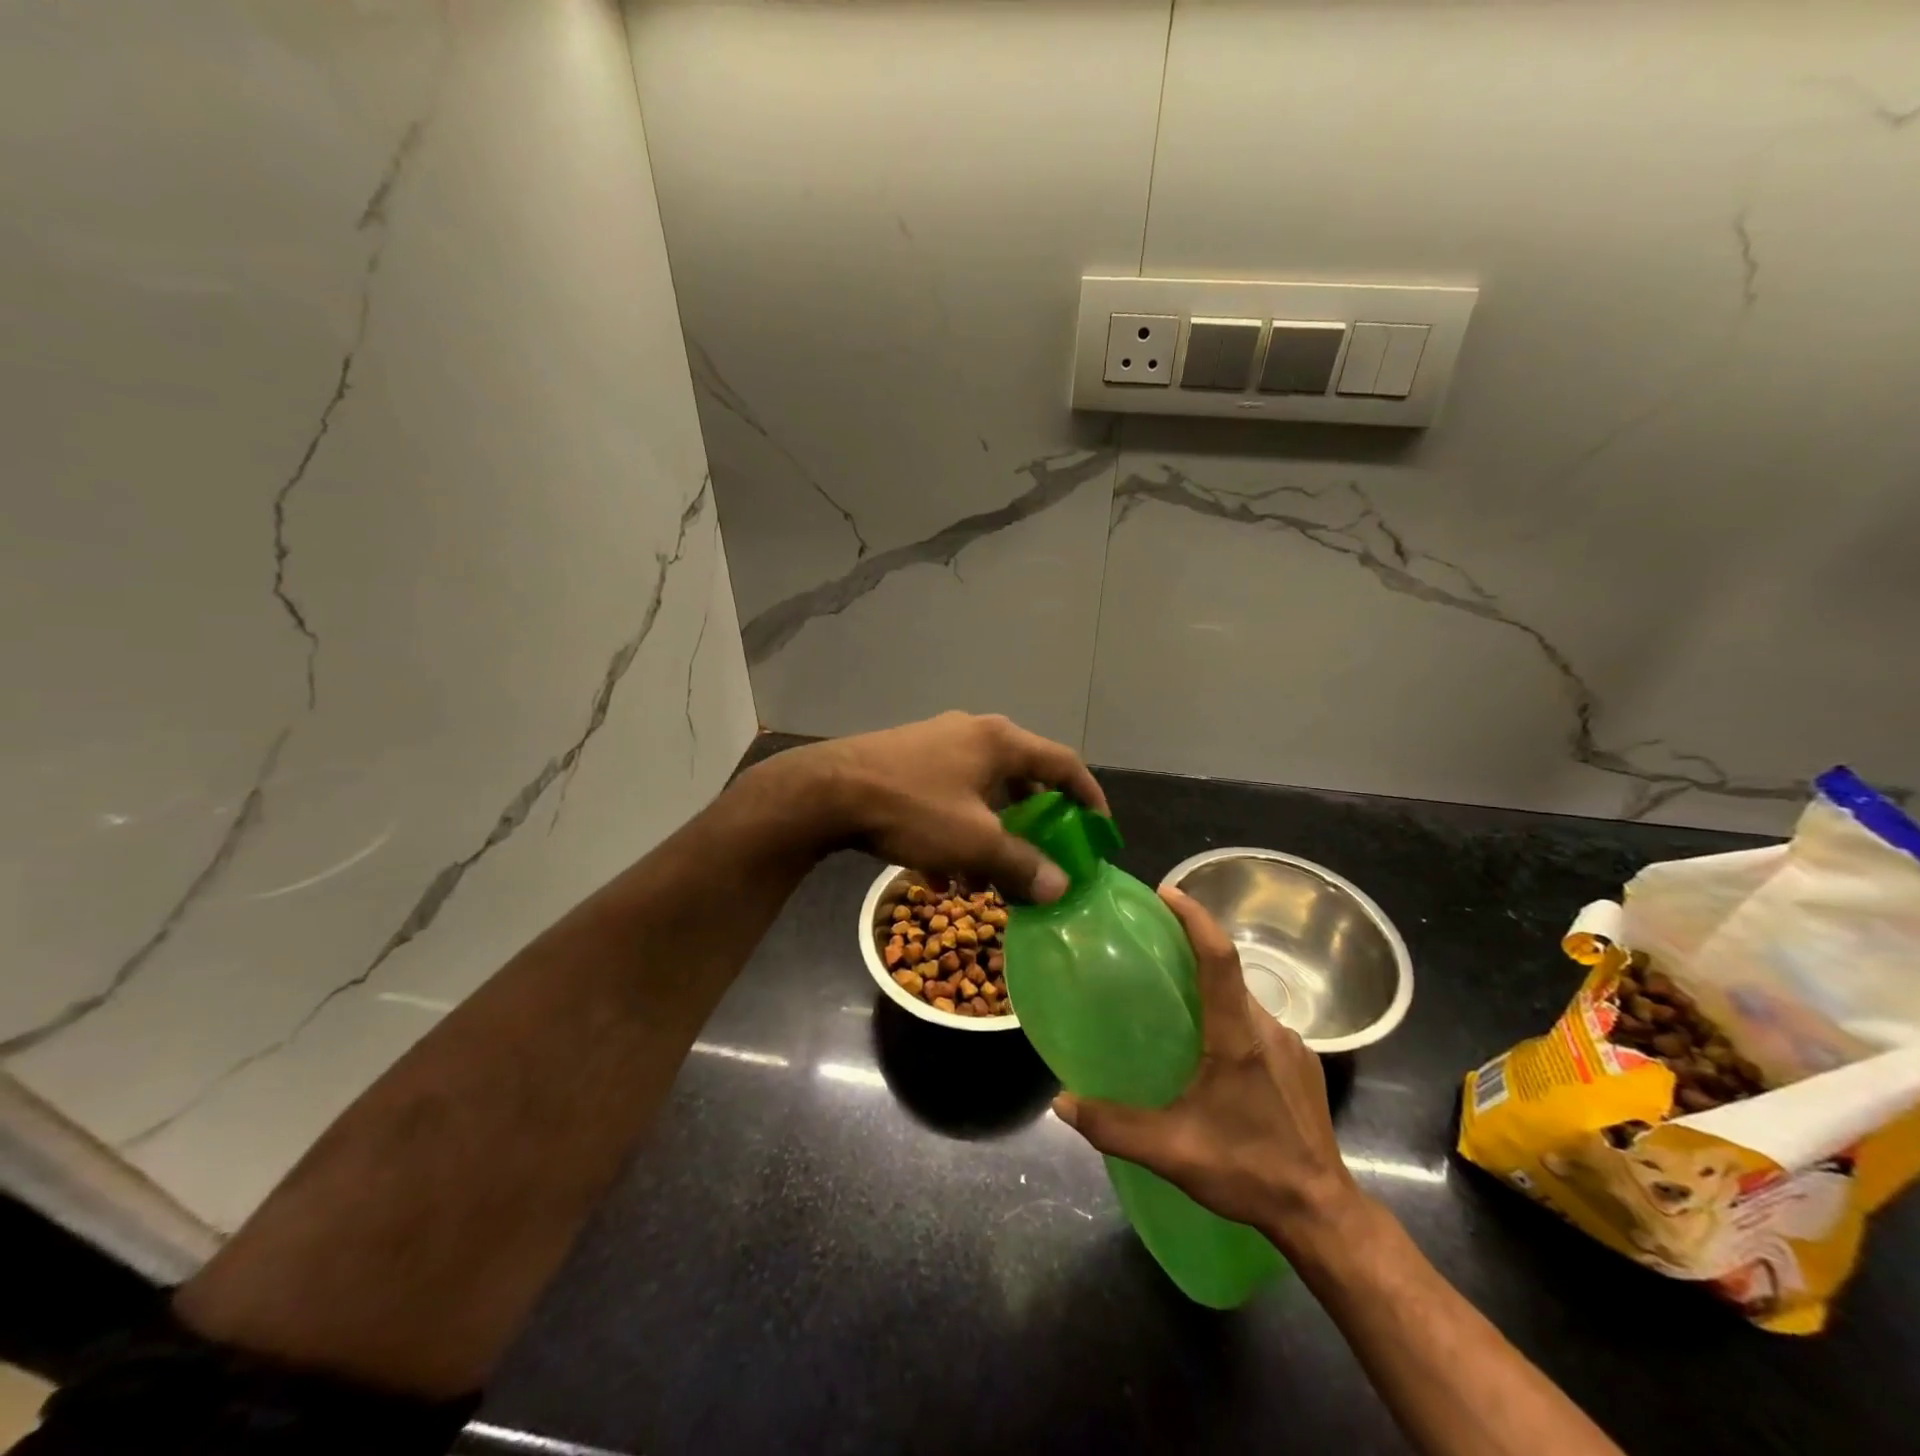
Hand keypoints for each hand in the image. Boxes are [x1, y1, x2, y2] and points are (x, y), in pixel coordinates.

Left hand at [785, 711, 1107, 902]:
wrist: (826, 791)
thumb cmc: (912, 808)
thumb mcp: (974, 841)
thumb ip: (1021, 863)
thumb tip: (1060, 888)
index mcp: (999, 742)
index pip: (1062, 762)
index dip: (1088, 795)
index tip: (1099, 829)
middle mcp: (972, 734)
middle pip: (1020, 777)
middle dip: (1033, 822)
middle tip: (1044, 853)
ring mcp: (936, 744)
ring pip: (980, 792)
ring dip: (991, 833)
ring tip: (986, 878)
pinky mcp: (906, 760)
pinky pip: (948, 796)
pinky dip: (957, 829)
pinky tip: (941, 871)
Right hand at [1052, 886, 1365, 1255]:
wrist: (1323, 1215)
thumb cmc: (1248, 1171)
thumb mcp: (1172, 1152)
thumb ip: (1113, 1126)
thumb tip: (1061, 1103)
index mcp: (1238, 1036)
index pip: (1220, 957)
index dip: (1195, 918)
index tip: (1167, 893)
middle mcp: (1270, 1029)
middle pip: (1230, 973)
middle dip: (1194, 951)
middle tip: (1154, 949)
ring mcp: (1293, 1046)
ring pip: (1245, 1000)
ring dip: (1212, 989)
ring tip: (1176, 999)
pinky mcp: (1304, 1065)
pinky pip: (1260, 1024)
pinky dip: (1232, 1017)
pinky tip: (1212, 1050)